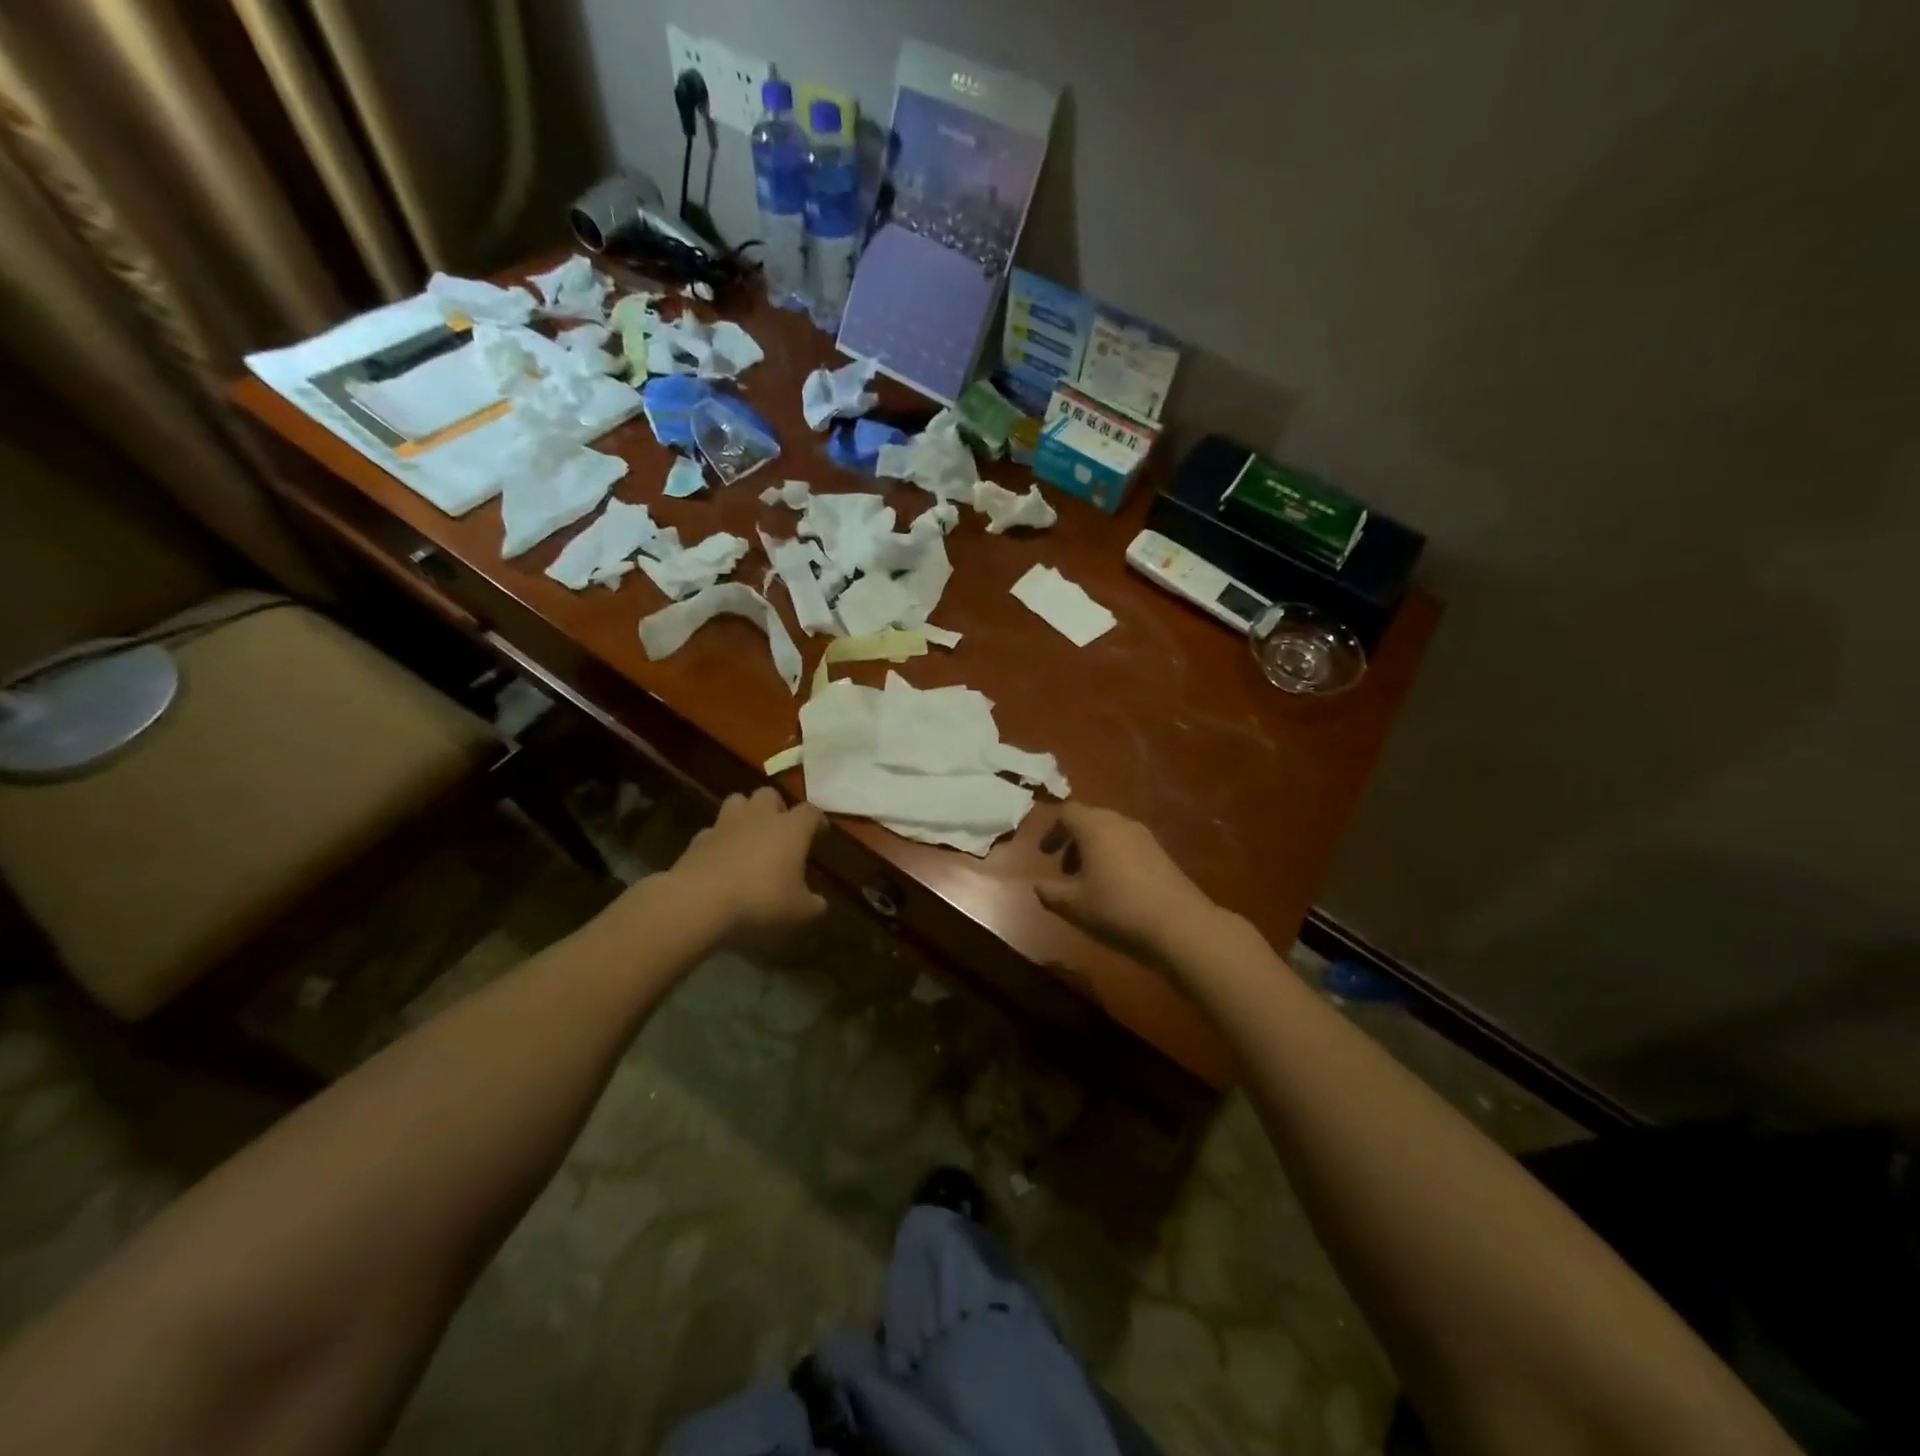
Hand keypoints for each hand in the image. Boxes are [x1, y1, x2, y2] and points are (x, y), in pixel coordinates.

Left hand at [669, 788, 826, 941]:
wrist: (699, 902)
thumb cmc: (760, 901)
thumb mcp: (799, 912)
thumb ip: (814, 905)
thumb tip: (820, 903)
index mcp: (791, 829)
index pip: (810, 812)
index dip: (817, 821)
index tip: (820, 833)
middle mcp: (759, 817)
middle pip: (770, 795)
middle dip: (776, 808)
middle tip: (780, 830)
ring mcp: (725, 824)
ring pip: (737, 801)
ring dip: (745, 814)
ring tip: (749, 836)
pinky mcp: (698, 839)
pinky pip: (712, 830)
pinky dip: (719, 840)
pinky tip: (721, 859)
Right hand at [1035, 803, 1220, 964]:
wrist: (1180, 925)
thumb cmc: (1117, 909)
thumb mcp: (1073, 905)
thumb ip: (1050, 892)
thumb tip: (1038, 885)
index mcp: (1095, 827)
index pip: (1067, 813)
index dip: (1052, 831)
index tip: (1043, 854)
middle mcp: (1120, 823)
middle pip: (1090, 820)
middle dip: (1072, 842)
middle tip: (1063, 870)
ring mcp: (1145, 837)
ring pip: (1110, 833)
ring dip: (1093, 851)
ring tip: (1087, 883)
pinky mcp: (1161, 854)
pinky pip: (1128, 846)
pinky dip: (1113, 858)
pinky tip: (1114, 889)